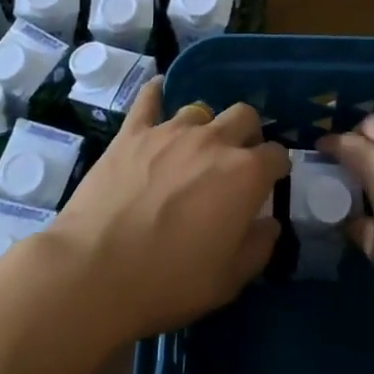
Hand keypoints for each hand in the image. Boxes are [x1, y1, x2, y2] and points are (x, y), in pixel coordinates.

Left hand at [53, 78, 288, 338]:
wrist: (96, 271)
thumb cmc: (170, 281)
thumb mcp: (230, 279)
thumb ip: (259, 246)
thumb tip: (269, 223)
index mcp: (245, 174)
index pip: (277, 155)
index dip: (276, 169)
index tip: (268, 184)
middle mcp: (213, 141)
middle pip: (245, 115)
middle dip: (248, 133)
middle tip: (236, 159)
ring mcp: (170, 131)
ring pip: (200, 109)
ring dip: (205, 126)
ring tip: (194, 148)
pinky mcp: (132, 132)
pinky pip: (148, 99)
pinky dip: (156, 94)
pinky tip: (158, 92)